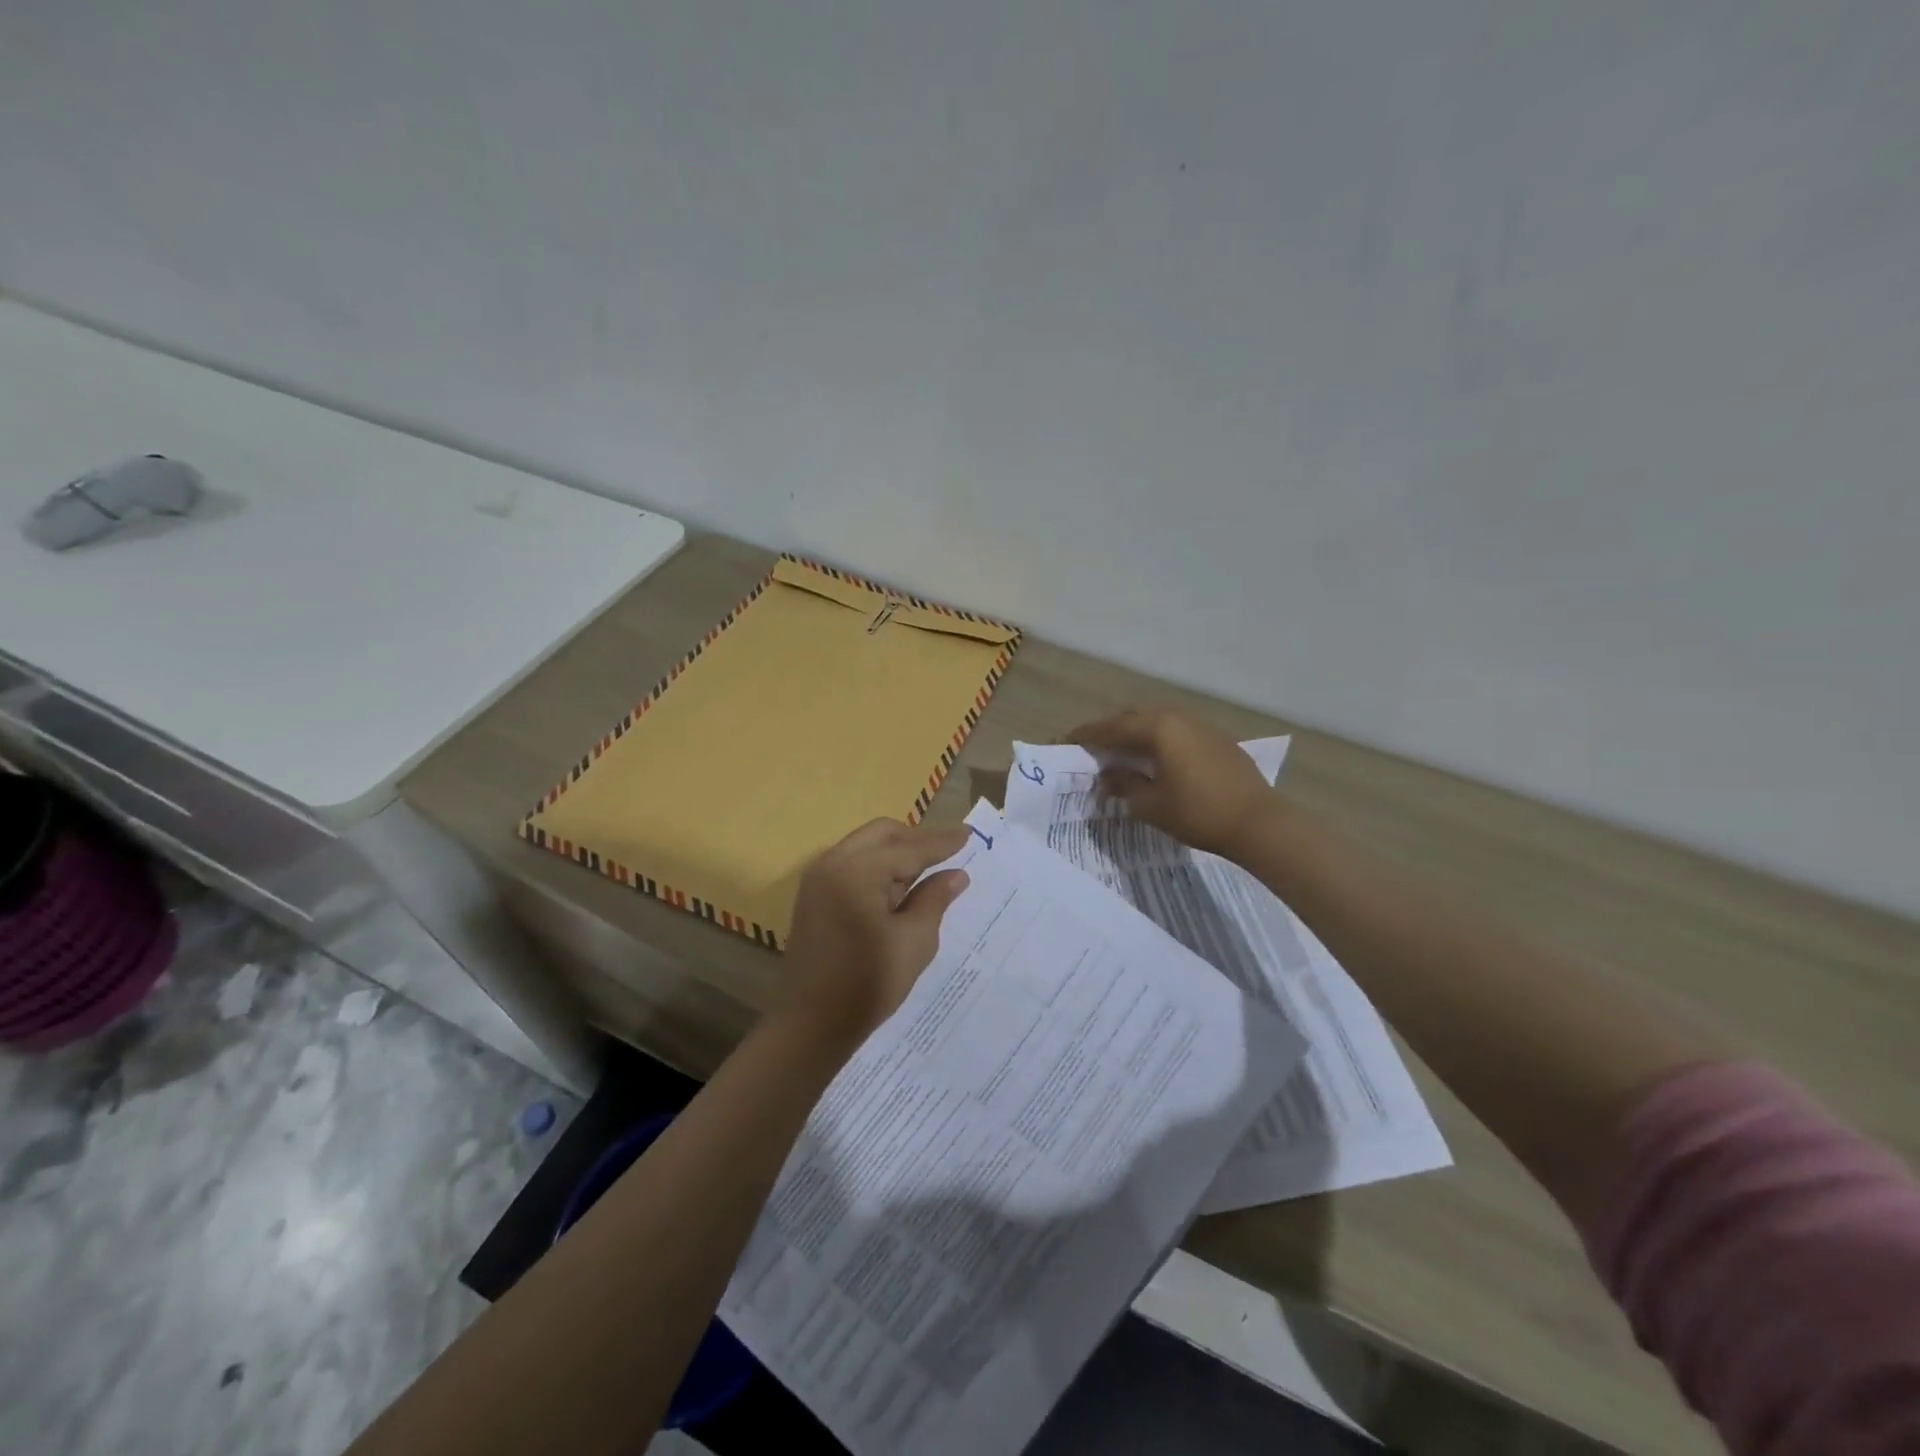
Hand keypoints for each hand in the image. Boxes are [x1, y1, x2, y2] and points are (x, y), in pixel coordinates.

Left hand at [780, 819, 971, 1045]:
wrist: (810, 1026)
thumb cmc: (867, 984)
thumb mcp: (913, 942)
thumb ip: (934, 899)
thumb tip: (955, 874)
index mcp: (856, 871)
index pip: (908, 848)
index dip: (942, 843)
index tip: (969, 833)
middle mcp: (832, 863)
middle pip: (882, 834)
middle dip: (916, 840)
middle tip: (948, 854)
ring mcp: (818, 879)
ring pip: (866, 847)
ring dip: (896, 854)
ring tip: (928, 873)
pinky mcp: (814, 896)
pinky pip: (852, 865)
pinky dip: (878, 868)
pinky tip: (899, 889)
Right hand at [1068, 706, 1276, 859]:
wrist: (1259, 823)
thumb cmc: (1198, 813)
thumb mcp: (1151, 804)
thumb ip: (1123, 785)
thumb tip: (1106, 777)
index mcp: (1157, 727)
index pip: (1110, 727)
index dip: (1085, 736)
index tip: (1063, 742)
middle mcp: (1177, 717)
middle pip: (1133, 718)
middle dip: (1109, 732)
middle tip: (1091, 750)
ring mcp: (1200, 726)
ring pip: (1156, 723)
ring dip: (1135, 736)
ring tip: (1120, 755)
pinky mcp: (1216, 739)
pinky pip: (1176, 732)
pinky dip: (1158, 741)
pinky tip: (1154, 760)